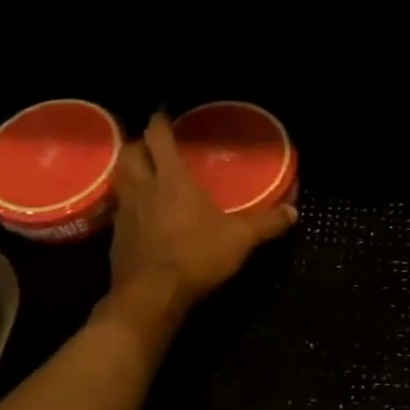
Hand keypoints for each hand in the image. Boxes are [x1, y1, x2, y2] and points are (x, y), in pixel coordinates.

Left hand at [107, 114, 295, 316]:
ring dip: (128, 170)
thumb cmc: (195, 256)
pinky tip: (139, 213)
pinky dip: (126, 203)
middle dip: (138, 143)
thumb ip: (266, 223)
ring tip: (143, 172)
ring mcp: (125, 212)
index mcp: (172, 179)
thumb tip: (293, 212)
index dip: (159, 122)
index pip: (158, 137)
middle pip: (130, 153)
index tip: (163, 114)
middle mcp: (143, 188)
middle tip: (152, 144)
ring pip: (120, 179)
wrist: (150, 295)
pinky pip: (119, 208)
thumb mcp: (239, 239)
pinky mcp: (116, 236)